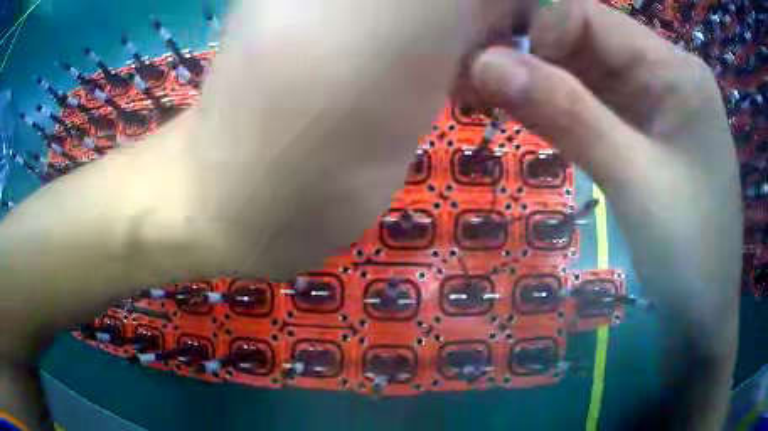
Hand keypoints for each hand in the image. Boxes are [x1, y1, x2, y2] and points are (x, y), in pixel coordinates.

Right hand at [467, 1, 740, 428]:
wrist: (702, 316)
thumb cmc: (689, 255)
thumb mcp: (633, 180)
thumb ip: (566, 112)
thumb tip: (484, 62)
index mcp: (675, 68)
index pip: (590, 15)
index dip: (537, 29)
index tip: (493, 68)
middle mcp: (663, 71)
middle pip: (583, 38)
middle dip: (526, 53)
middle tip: (468, 82)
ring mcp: (652, 100)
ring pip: (581, 70)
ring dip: (532, 81)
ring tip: (479, 98)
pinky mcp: (641, 129)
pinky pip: (589, 101)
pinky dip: (551, 106)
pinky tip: (519, 114)